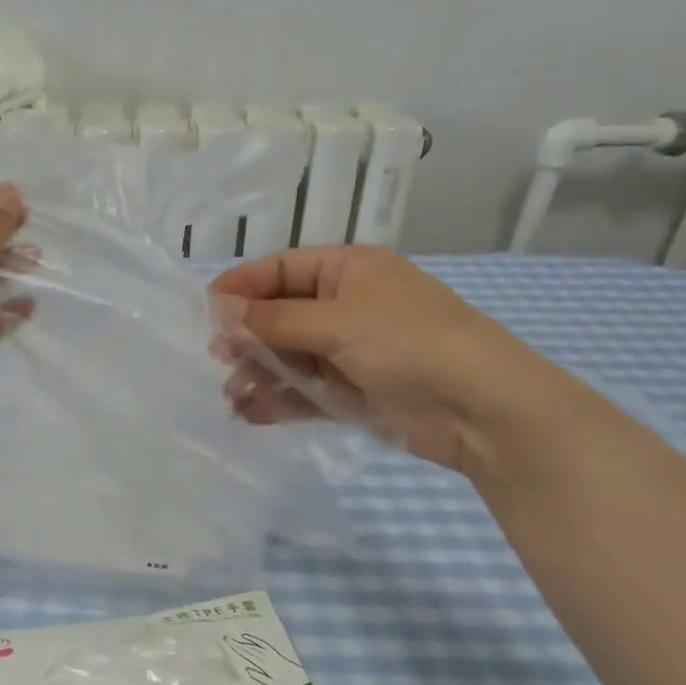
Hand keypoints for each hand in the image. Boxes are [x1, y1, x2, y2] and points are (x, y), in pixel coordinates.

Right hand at [209, 247, 557, 475]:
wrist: (482, 409)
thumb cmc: (408, 343)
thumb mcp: (337, 322)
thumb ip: (273, 320)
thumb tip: (218, 310)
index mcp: (347, 271)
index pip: (281, 270)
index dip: (241, 288)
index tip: (203, 312)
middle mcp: (346, 306)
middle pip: (281, 315)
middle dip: (247, 336)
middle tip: (216, 358)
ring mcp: (350, 351)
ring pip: (289, 356)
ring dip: (258, 372)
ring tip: (230, 393)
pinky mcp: (354, 392)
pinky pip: (305, 391)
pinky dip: (278, 400)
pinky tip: (249, 414)